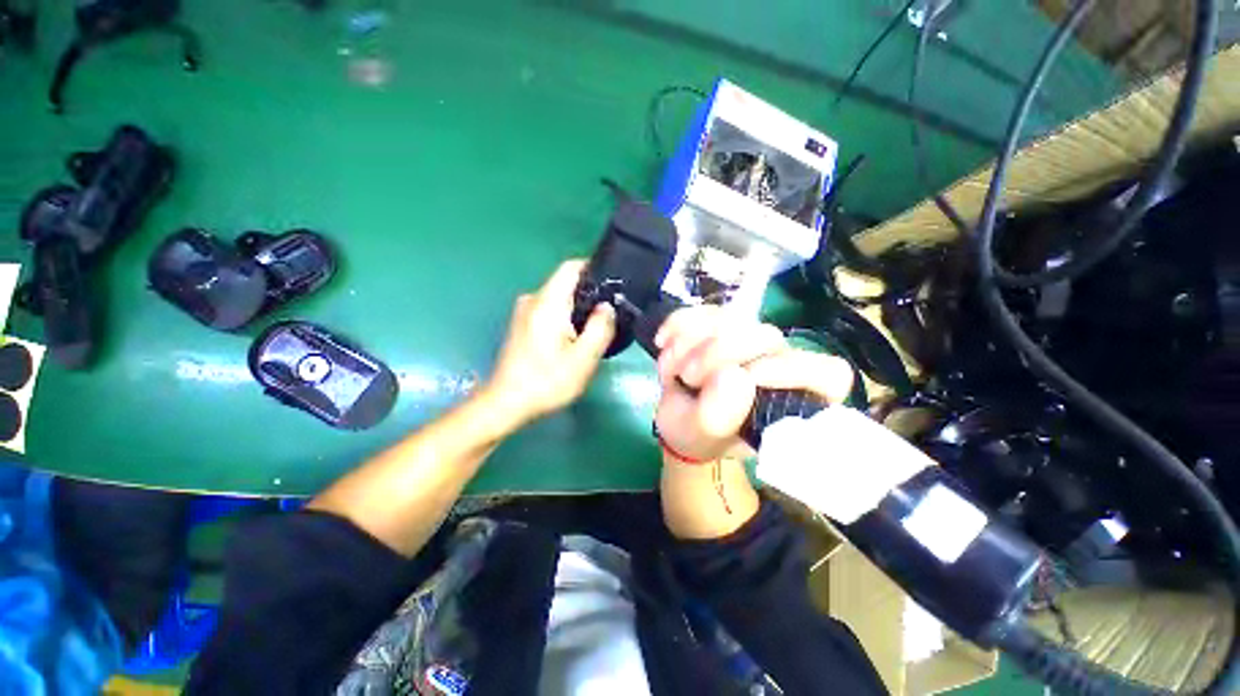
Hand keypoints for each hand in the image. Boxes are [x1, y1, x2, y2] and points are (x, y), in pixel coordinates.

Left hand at [482, 259, 615, 428]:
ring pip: (559, 299)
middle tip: (611, 313)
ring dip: (579, 308)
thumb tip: (607, 306)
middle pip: (566, 283)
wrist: (507, 403)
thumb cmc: (546, 381)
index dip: (594, 268)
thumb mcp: (583, 358)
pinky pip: (550, 310)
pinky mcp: (522, 324)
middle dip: (590, 294)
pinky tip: (576, 338)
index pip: (571, 267)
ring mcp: (524, 312)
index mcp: (547, 302)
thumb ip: (600, 327)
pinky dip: (566, 317)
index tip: (614, 282)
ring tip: (596, 327)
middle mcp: (533, 300)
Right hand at [653, 306, 854, 461]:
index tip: (746, 378)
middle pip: (766, 336)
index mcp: (791, 399)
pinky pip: (703, 309)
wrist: (678, 418)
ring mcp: (748, 338)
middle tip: (688, 379)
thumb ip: (718, 418)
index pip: (827, 374)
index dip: (791, 370)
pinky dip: (678, 324)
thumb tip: (734, 376)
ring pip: (729, 318)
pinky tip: (664, 343)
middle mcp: (778, 363)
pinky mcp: (721, 323)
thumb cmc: (698, 435)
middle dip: (717, 354)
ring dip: (690, 343)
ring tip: (672, 371)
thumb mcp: (701, 437)